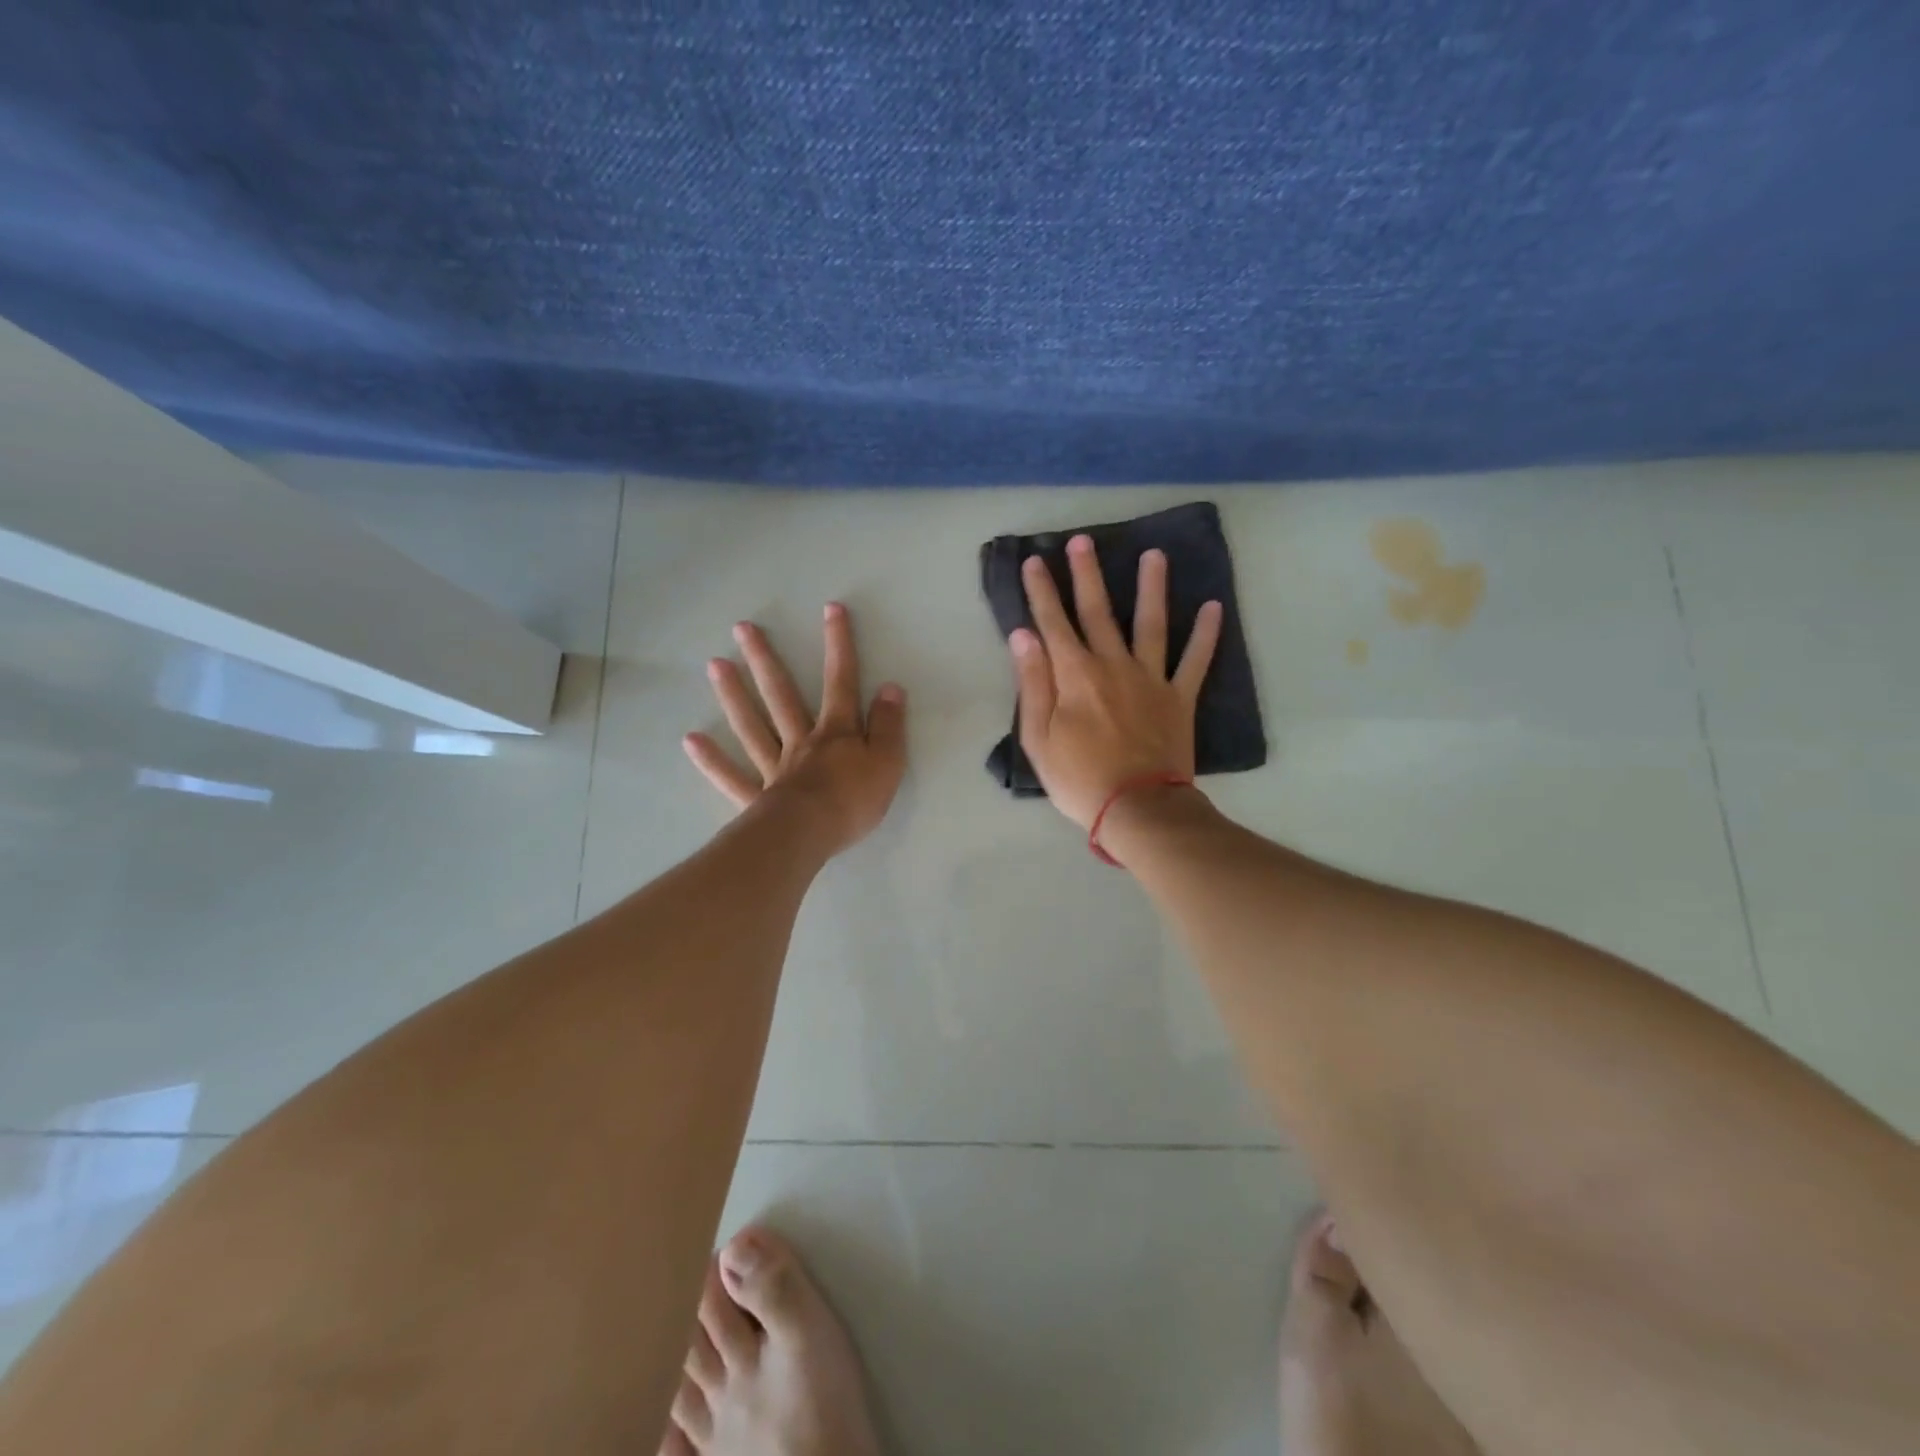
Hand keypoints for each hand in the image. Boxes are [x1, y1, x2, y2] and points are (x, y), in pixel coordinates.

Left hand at [684, 602, 906, 854]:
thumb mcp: (888, 762)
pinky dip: (712, 760)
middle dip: (765, 660)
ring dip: (734, 695)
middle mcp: (801, 741)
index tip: (830, 609)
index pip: (841, 682)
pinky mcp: (757, 797)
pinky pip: (732, 776)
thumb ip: (889, 726)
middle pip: (781, 695)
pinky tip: (691, 740)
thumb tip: (891, 687)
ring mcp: (774, 767)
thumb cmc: (853, 800)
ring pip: (752, 725)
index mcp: (836, 732)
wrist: (810, 835)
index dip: (838, 645)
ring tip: (714, 664)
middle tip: (742, 628)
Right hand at [1009, 535, 1221, 828]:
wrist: (1138, 808)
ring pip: (1151, 624)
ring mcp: (1151, 679)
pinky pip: (1195, 661)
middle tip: (1083, 540)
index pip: (1053, 623)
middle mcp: (1114, 666)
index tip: (1034, 561)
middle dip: (1087, 575)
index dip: (1042, 592)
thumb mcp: (1038, 738)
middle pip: (1099, 612)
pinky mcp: (1179, 698)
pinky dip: (1206, 635)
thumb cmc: (1079, 778)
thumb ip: (1032, 683)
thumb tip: (1023, 636)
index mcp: (1075, 676)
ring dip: (1152, 588)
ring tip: (1155, 555)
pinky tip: (1214, 607)